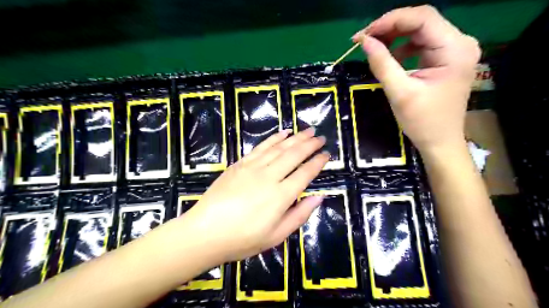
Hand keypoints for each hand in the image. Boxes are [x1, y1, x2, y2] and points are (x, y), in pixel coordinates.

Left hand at [180, 127, 326, 261]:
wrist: (205, 232)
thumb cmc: (242, 239)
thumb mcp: (276, 236)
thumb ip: (299, 215)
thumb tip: (319, 197)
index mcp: (281, 196)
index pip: (305, 173)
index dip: (318, 162)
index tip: (327, 154)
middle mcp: (269, 176)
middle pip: (294, 155)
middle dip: (309, 144)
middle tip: (320, 137)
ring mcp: (253, 167)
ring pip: (279, 147)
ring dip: (295, 137)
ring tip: (307, 131)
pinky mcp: (240, 164)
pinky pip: (261, 147)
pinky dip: (273, 138)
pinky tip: (283, 133)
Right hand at [354, 6, 478, 155]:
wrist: (440, 142)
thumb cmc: (422, 121)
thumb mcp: (399, 92)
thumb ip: (382, 64)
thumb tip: (364, 41)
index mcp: (455, 49)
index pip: (422, 18)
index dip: (390, 20)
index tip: (364, 34)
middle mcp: (459, 43)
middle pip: (421, 21)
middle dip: (390, 28)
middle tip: (364, 40)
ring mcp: (454, 50)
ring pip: (419, 31)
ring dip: (394, 37)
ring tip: (373, 48)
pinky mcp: (446, 59)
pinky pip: (421, 44)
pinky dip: (402, 48)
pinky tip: (390, 58)